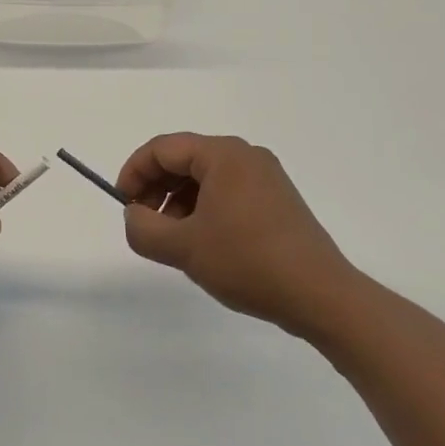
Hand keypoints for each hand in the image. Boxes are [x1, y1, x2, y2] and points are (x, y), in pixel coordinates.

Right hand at [116, 133, 361, 338]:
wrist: (321, 296)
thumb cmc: (248, 262)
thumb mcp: (183, 248)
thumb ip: (143, 228)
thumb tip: (134, 214)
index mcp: (223, 154)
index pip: (162, 149)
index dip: (134, 172)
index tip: (122, 204)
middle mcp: (246, 156)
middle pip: (184, 159)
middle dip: (156, 188)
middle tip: (143, 222)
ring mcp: (265, 178)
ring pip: (205, 178)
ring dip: (178, 202)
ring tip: (173, 239)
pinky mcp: (277, 201)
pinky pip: (227, 192)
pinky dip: (204, 209)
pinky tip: (203, 243)